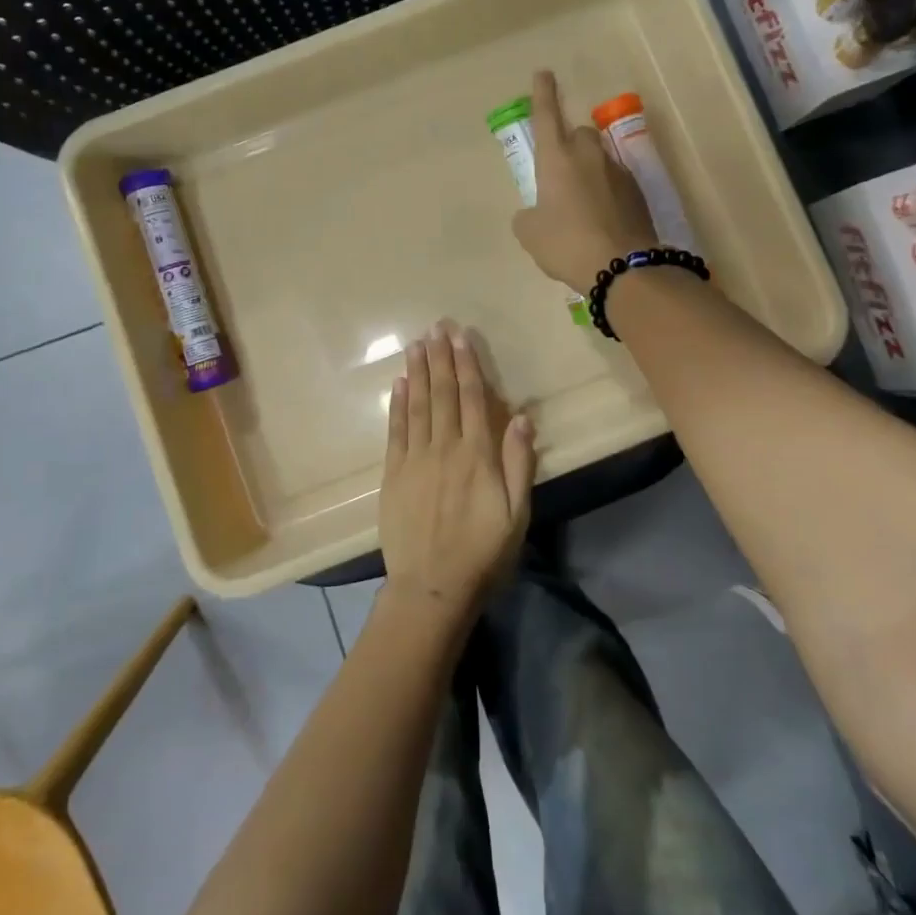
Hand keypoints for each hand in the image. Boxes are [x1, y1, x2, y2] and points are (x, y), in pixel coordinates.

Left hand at [379, 321, 534, 619]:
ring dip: (417, 372)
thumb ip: (519, 464)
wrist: (431, 587)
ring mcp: (415, 460)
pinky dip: (397, 404)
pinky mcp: (393, 474)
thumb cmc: (482, 553)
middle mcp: (444, 448)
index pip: (472, 399)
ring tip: (416, 344)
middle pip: (443, 394)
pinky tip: (399, 383)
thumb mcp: (517, 514)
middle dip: (440, 358)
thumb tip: (521, 417)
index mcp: (477, 455)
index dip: (468, 365)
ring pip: (417, 405)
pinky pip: (395, 431)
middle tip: (436, 326)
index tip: (461, 337)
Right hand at [511, 70, 657, 292]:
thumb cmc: (566, 244)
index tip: (543, 73)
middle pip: (579, 135)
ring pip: (600, 159)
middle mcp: (588, 156)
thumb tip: (534, 213)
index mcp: (556, 159)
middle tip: (562, 173)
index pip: (546, 115)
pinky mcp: (638, 192)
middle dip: (570, 144)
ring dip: (590, 171)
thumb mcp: (530, 234)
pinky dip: (607, 192)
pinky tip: (602, 219)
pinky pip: (616, 183)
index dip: (543, 93)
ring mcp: (618, 172)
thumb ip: (528, 216)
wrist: (622, 267)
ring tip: (582, 204)